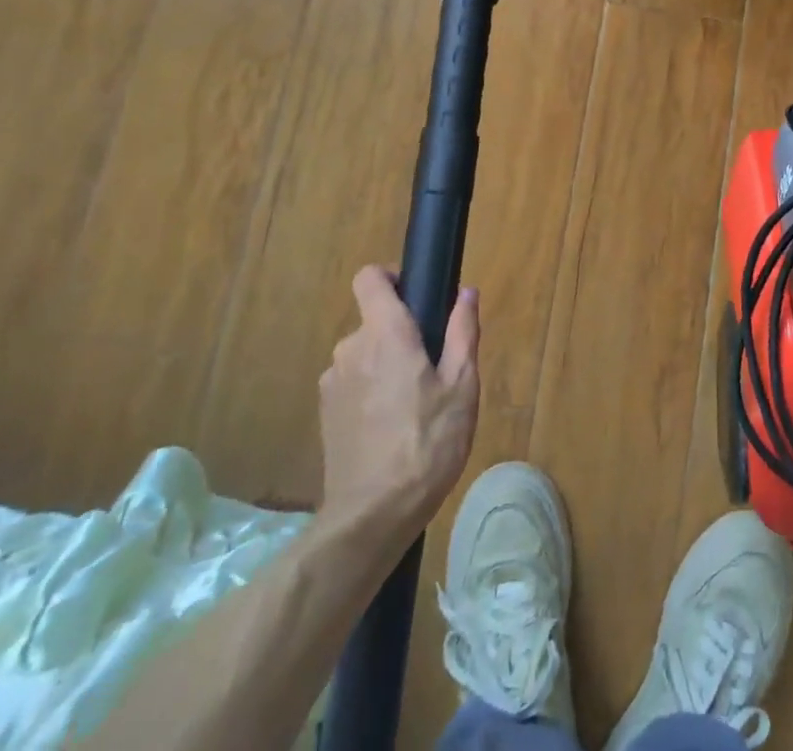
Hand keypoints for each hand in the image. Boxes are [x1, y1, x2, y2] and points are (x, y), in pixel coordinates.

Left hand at [317, 266, 479, 537]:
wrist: (372, 515)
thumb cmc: (427, 442)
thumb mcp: (462, 386)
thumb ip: (463, 333)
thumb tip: (467, 293)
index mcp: (385, 333)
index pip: (369, 278)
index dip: (390, 278)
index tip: (416, 298)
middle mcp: (350, 348)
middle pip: (373, 320)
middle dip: (400, 333)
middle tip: (433, 367)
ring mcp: (332, 383)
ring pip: (363, 354)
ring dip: (385, 365)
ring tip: (415, 404)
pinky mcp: (325, 414)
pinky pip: (351, 383)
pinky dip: (370, 391)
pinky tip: (391, 427)